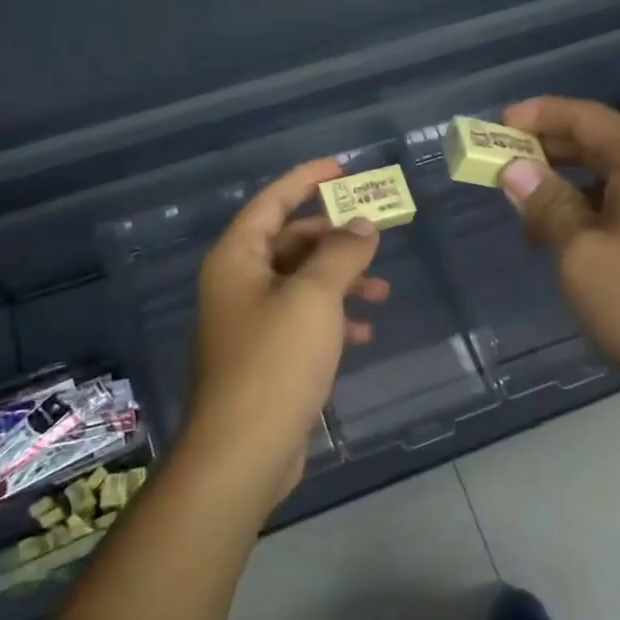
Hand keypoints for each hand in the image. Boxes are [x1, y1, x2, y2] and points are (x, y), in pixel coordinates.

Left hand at [181, 159, 389, 507]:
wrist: (242, 451)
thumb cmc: (274, 362)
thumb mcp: (315, 298)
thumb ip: (342, 254)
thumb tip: (362, 225)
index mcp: (237, 259)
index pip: (272, 201)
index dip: (306, 179)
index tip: (343, 168)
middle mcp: (238, 283)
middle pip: (291, 242)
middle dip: (336, 239)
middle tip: (377, 238)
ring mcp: (249, 322)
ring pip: (301, 283)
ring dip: (341, 281)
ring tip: (381, 293)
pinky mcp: (265, 356)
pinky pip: (302, 320)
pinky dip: (332, 318)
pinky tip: (363, 331)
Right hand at [499, 97, 619, 410]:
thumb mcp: (580, 254)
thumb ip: (546, 204)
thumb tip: (515, 168)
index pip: (584, 118)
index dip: (538, 115)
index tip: (496, 126)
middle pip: (598, 144)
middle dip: (546, 151)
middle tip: (500, 166)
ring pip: (608, 180)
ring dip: (564, 188)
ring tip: (523, 214)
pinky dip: (587, 214)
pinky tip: (562, 242)